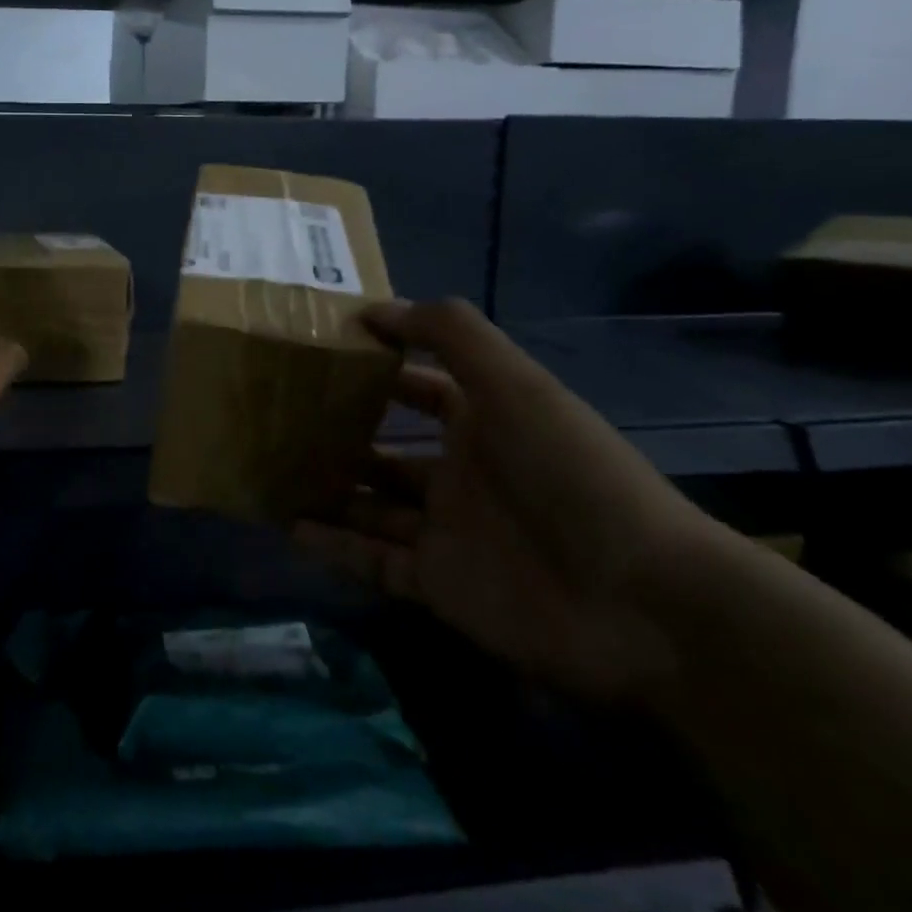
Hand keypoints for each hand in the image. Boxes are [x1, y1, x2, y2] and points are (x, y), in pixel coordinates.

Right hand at [295, 298, 722, 702]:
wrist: (641, 604)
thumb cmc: (570, 474)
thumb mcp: (515, 384)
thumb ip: (450, 335)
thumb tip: (373, 307)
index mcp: (482, 424)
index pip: (419, 389)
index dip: (376, 369)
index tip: (319, 354)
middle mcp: (460, 475)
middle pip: (386, 451)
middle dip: (339, 435)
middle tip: (278, 418)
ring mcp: (447, 533)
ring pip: (370, 507)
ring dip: (327, 491)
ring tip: (269, 470)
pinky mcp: (438, 586)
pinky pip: (372, 561)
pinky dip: (332, 547)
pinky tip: (288, 526)